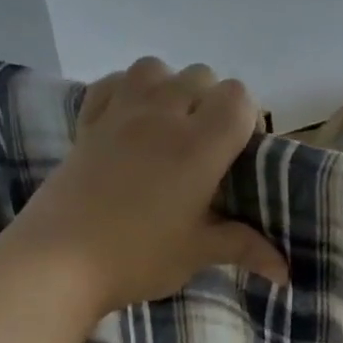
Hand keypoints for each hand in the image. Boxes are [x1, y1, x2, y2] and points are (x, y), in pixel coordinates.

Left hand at [2, 58, 286, 313]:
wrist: (58, 262)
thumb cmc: (138, 256)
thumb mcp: (197, 253)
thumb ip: (244, 248)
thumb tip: (285, 274)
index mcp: (198, 145)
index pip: (238, 96)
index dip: (247, 117)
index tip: (241, 152)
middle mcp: (162, 116)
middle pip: (201, 75)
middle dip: (213, 102)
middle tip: (209, 149)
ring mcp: (120, 114)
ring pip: (156, 68)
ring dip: (172, 88)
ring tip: (171, 128)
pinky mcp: (87, 123)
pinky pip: (113, 82)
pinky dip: (129, 90)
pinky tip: (132, 121)